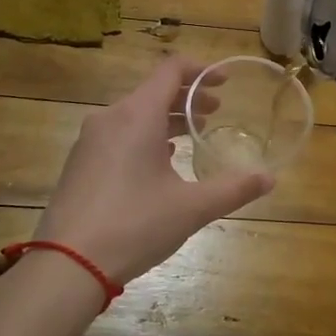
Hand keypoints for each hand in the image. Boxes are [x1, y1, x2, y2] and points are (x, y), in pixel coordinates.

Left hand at [33, 57, 274, 286]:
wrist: (66, 265)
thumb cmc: (134, 225)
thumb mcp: (191, 208)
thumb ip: (233, 189)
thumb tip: (269, 178)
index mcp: (137, 115)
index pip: (172, 70)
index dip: (203, 71)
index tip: (226, 82)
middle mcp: (111, 118)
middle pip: (154, 91)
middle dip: (188, 98)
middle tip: (216, 113)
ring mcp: (90, 141)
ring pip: (135, 114)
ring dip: (166, 118)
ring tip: (192, 135)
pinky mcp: (80, 163)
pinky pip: (119, 134)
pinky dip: (145, 136)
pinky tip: (159, 162)